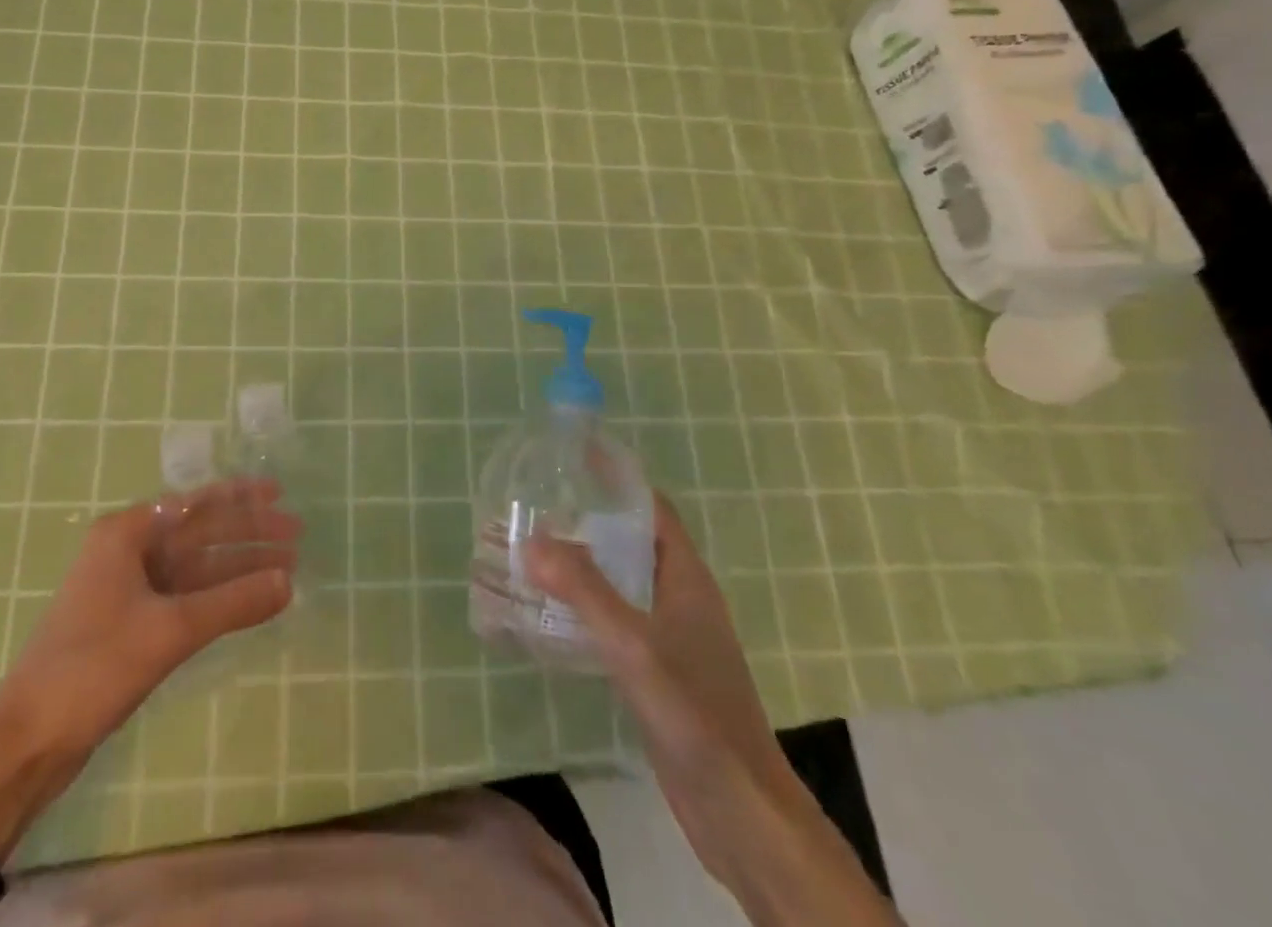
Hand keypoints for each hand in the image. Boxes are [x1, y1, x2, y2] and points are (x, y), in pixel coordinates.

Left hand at [0, 476, 301, 755]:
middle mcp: (127, 551)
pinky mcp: (132, 623)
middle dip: (247, 534)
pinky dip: (219, 598)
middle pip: (199, 533)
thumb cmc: (93, 667)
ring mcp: (128, 588)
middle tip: (296, 534)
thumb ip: (233, 603)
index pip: (195, 503)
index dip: (241, 498)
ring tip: (286, 569)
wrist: (28, 741)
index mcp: (125, 533)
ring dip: (238, 568)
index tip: (279, 494)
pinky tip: (250, 601)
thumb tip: (289, 583)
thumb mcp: (170, 631)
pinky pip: (187, 597)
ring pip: (196, 567)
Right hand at [527, 493, 901, 925]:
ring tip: (536, 551)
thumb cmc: (694, 714)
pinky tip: (555, 614)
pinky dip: (590, 606)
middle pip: (635, 542)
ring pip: (626, 582)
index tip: (573, 459)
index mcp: (686, 578)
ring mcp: (675, 637)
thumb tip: (531, 538)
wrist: (740, 812)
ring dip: (587, 564)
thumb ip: (584, 590)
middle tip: (539, 505)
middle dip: (591, 520)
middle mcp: (682, 598)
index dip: (617, 480)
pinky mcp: (662, 672)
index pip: (652, 508)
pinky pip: (620, 620)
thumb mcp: (634, 645)